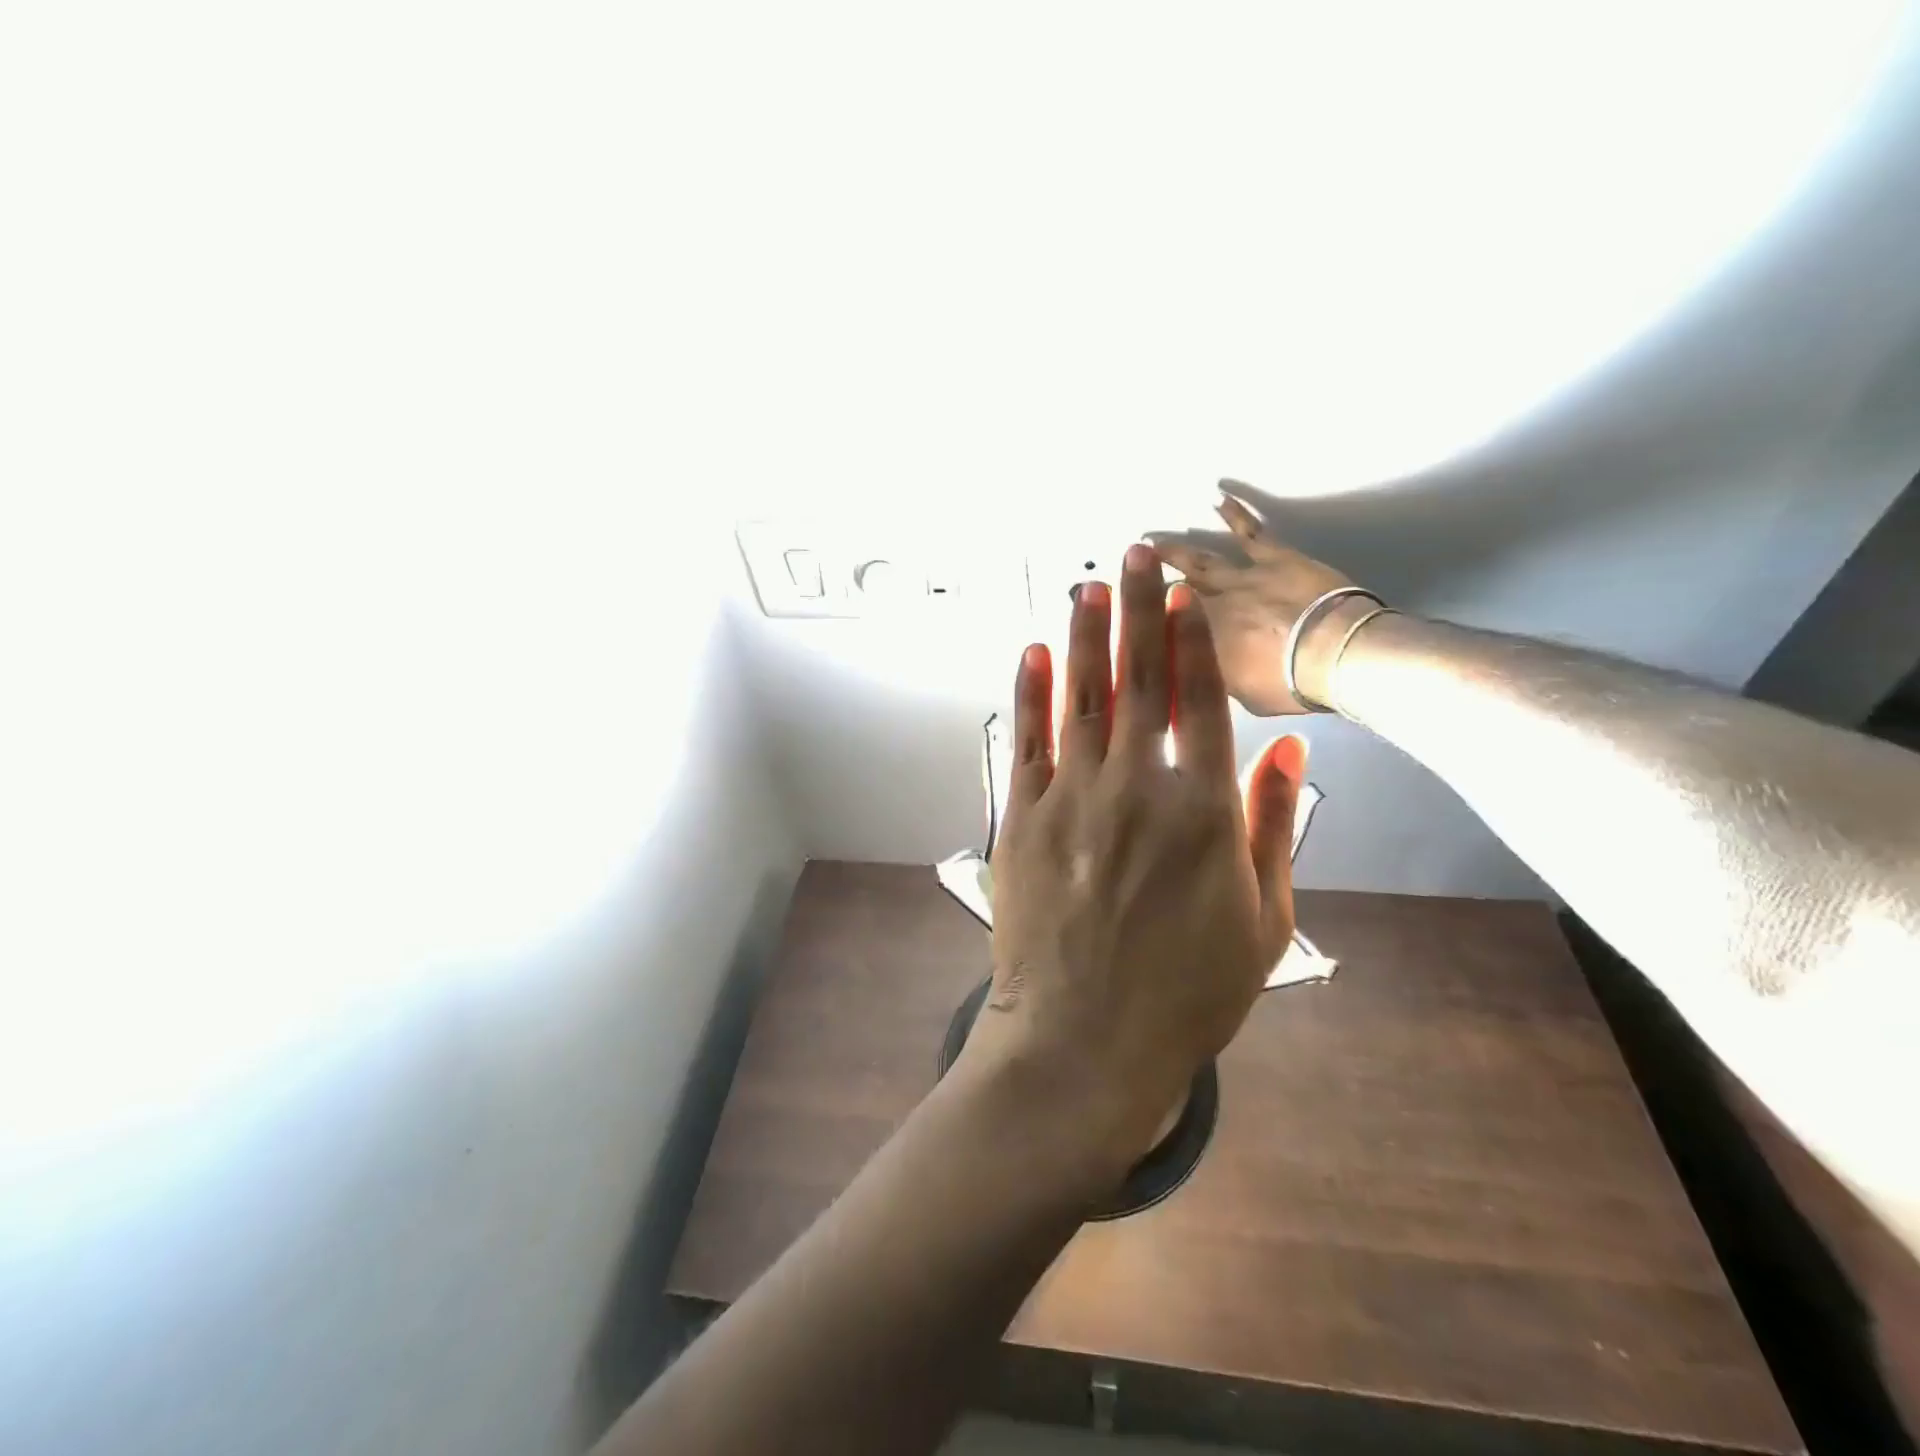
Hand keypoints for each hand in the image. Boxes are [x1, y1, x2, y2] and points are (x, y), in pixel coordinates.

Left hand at [959, 544, 1307, 1180]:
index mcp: (1203, 810)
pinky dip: (1031, 693)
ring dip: (1085, 634)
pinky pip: (1027, 741)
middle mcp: (1137, 787)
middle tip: (1135, 553)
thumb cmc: (1187, 993)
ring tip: (1088, 584)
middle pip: (1139, 680)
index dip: (1190, 640)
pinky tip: (1035, 652)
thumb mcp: (1262, 920)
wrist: (1084, 1042)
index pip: (1200, 701)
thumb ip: (1275, 829)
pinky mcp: (1023, 819)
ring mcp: (1072, 799)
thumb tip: (1288, 752)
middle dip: (1139, 609)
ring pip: (1081, 697)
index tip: (1183, 593)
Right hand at [1150, 483, 1372, 714]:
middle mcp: (1211, 606)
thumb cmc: (1288, 684)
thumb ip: (1216, 677)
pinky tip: (1217, 498)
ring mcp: (1241, 577)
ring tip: (1151, 542)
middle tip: (1130, 572)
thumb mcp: (1239, 695)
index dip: (1143, 621)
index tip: (1124, 614)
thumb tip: (1200, 670)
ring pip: (1200, 560)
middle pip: (1174, 591)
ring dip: (1175, 551)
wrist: (1333, 653)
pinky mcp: (1274, 558)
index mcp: (1200, 644)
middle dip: (1149, 582)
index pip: (1162, 628)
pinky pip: (1250, 532)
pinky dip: (1233, 513)